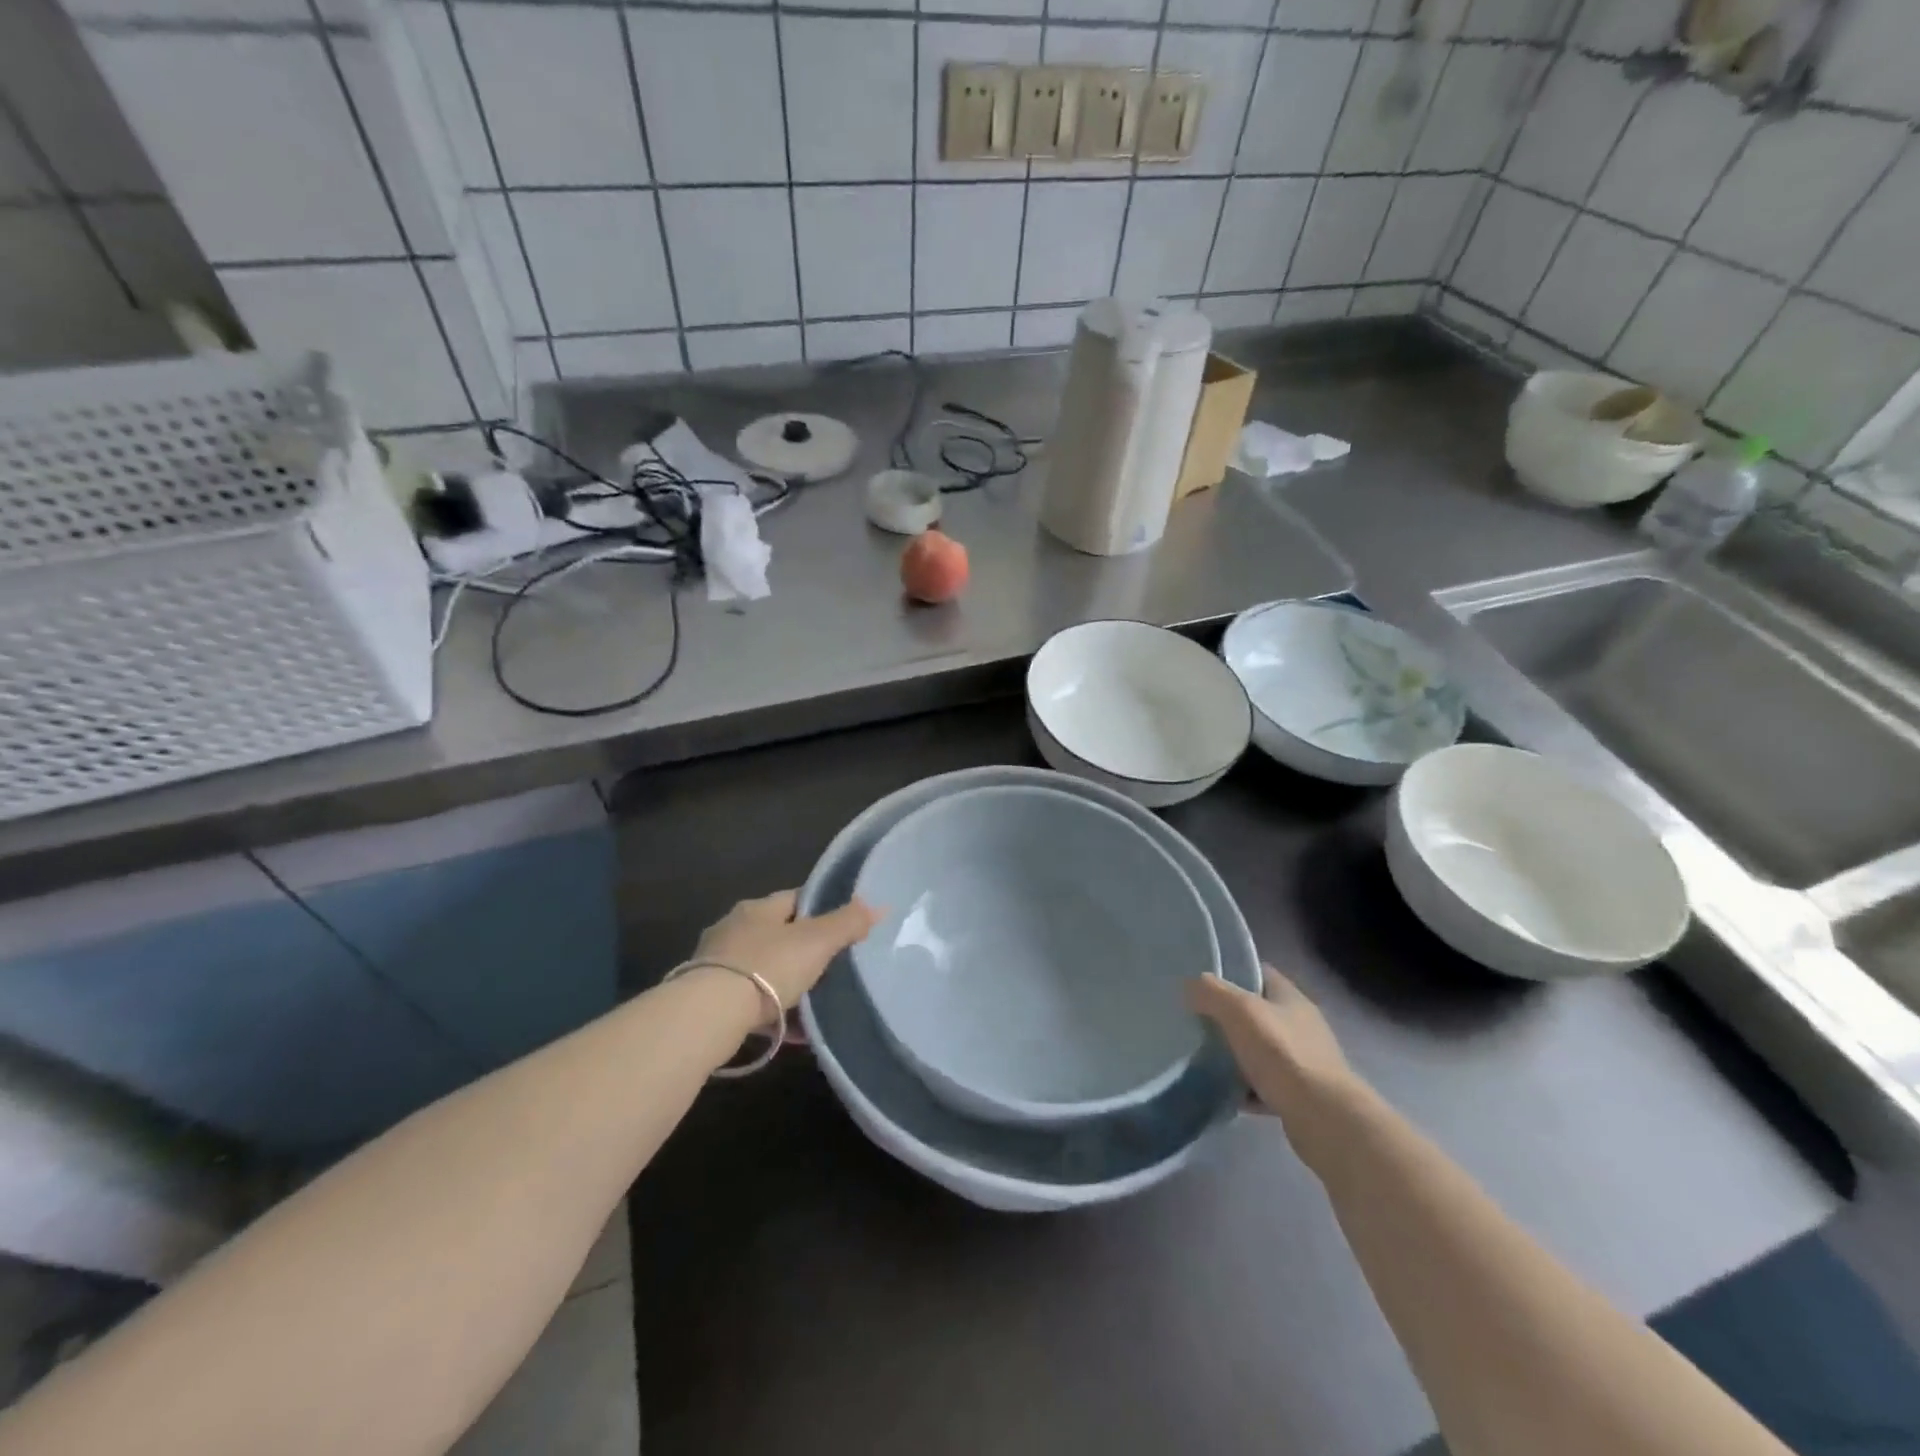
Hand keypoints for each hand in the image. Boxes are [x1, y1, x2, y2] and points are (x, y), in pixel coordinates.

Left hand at [692, 890, 878, 1012]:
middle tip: (834, 968)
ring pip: (764, 971)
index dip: (820, 910)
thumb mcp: (816, 941)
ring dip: (788, 985)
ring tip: (817, 1003)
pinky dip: (775, 1015)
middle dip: (803, 951)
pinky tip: (796, 1032)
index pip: (794, 900)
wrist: (708, 1016)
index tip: (843, 926)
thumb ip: (847, 923)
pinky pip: (752, 1004)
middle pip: (777, 935)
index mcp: (757, 909)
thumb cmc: (767, 967)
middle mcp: (733, 930)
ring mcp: (717, 966)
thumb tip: (878, 905)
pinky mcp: (709, 1001)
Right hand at [1185, 967, 1367, 1171]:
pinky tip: (1224, 1093)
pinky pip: (1264, 1085)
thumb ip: (1211, 992)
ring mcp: (1303, 1062)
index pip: (1258, 972)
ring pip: (1259, 1050)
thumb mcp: (1239, 1011)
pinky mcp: (1300, 1096)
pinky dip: (1244, 1089)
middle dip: (1226, 1016)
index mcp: (1290, 998)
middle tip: (1194, 1020)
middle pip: (1256, 1012)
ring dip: (1234, 1054)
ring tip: (1202, 1058)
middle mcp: (1300, 1025)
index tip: (1200, 979)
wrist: (1325, 1119)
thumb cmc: (1282, 1054)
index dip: (1230, 971)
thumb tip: (1190, 986)